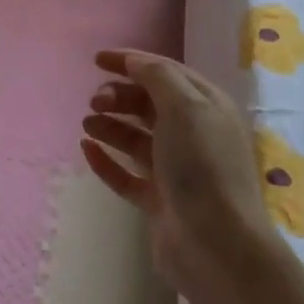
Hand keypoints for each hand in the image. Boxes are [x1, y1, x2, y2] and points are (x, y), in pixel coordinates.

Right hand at [79, 49, 303, 303]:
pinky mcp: (158, 201)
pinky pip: (126, 174)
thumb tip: (134, 61)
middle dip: (119, 96)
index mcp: (207, 108)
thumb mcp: (185, 108)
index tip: (96, 60)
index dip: (132, 62)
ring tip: (87, 123)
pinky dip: (106, 160)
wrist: (216, 243)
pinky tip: (86, 150)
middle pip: (149, 105)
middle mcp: (194, 136)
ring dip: (110, 126)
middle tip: (94, 101)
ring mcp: (175, 171)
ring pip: (136, 139)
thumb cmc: (202, 166)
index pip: (166, 73)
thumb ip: (157, 77)